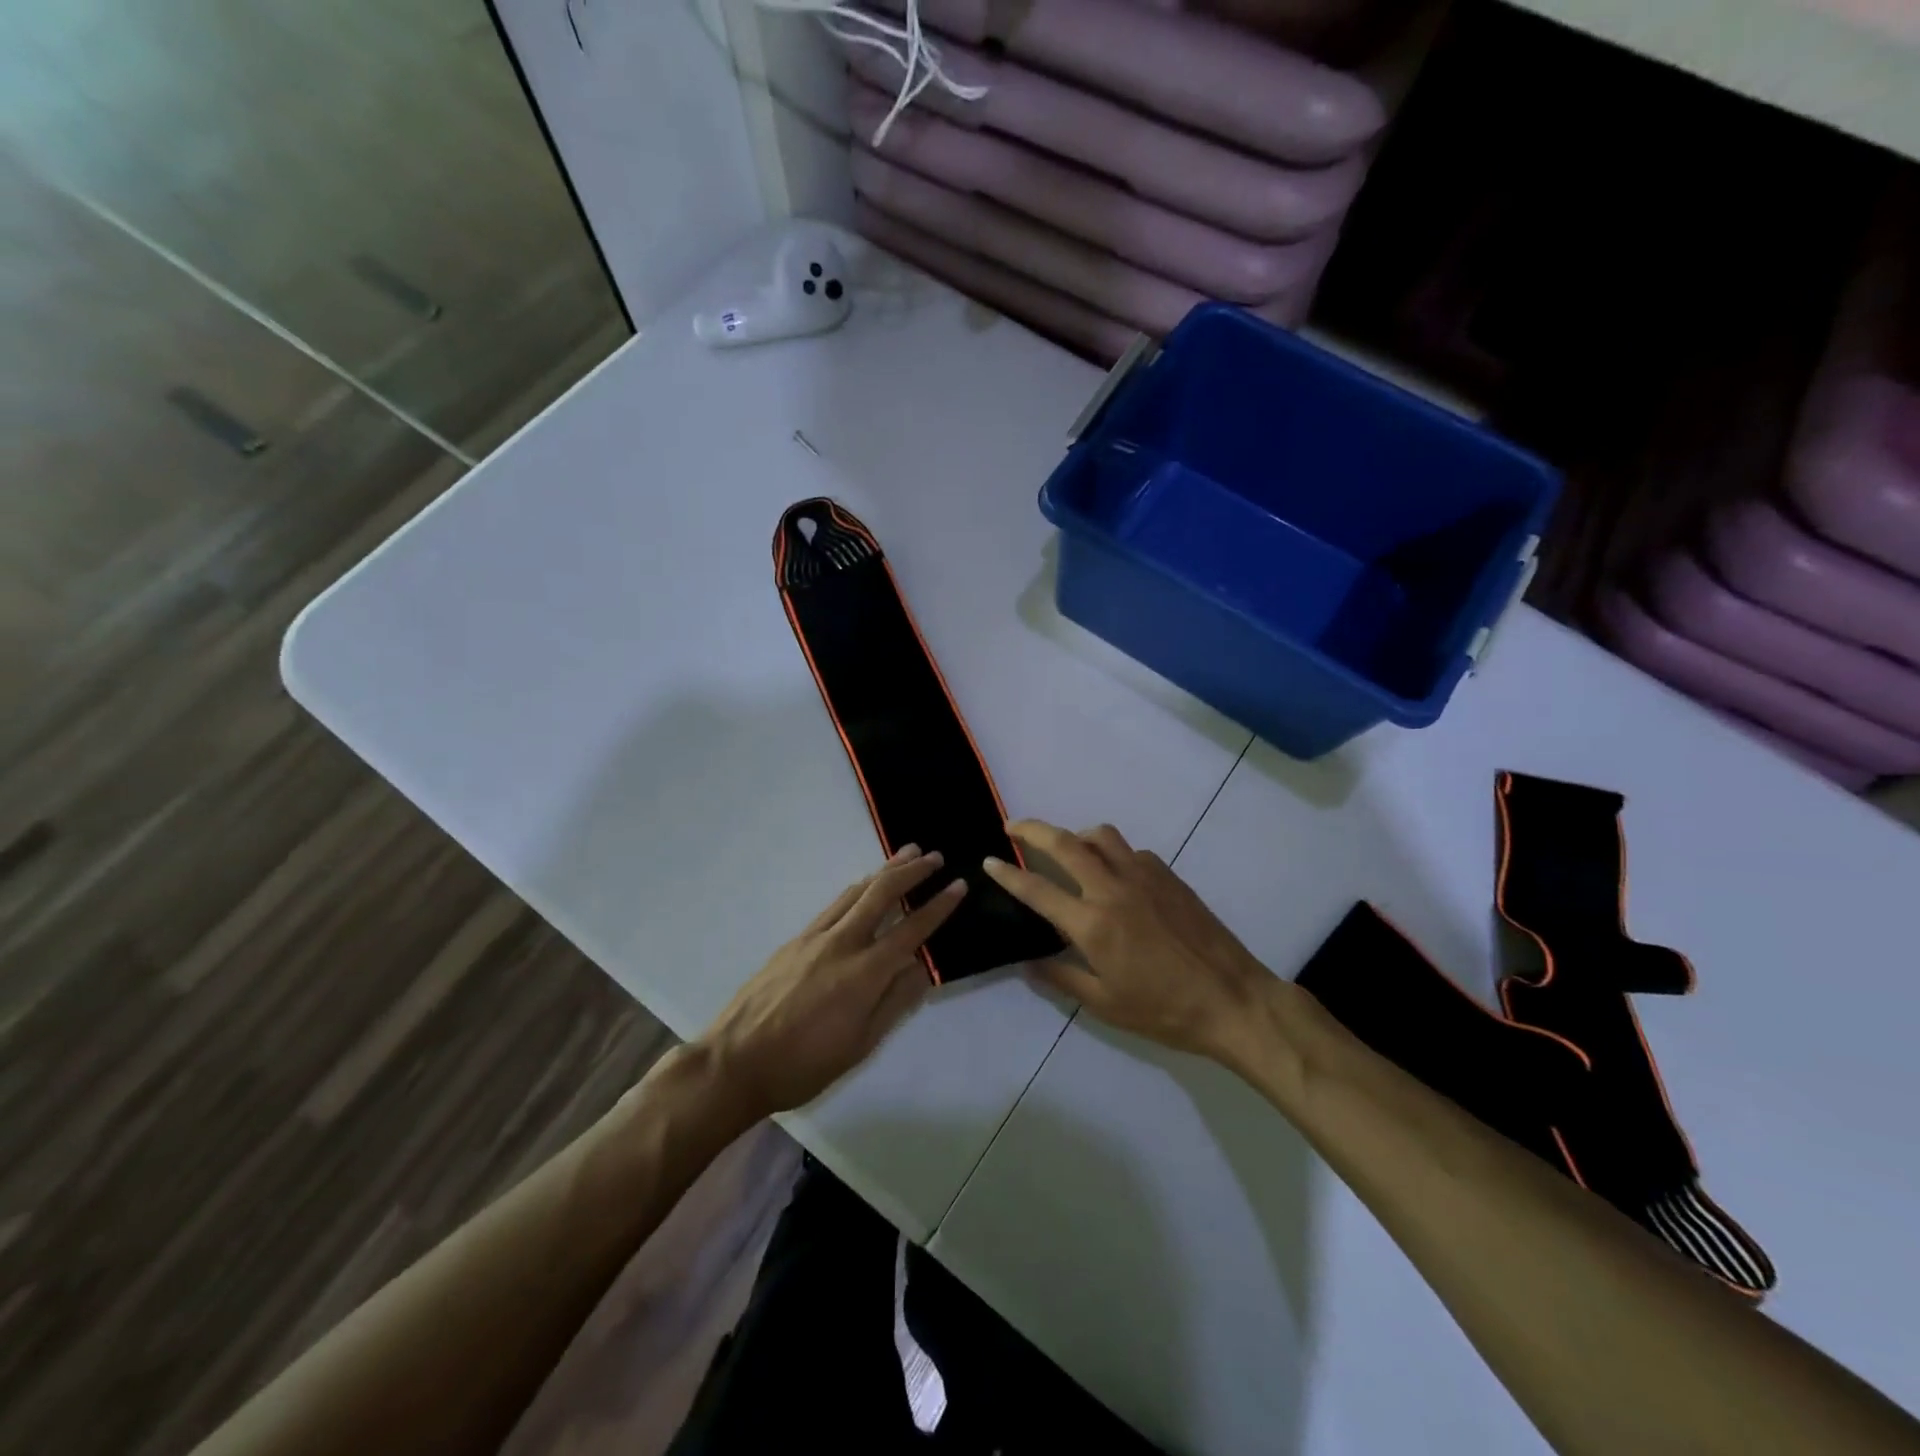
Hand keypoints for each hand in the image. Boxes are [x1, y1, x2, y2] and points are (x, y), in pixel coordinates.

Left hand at [697, 845, 966, 1121]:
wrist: (735, 1061)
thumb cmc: (803, 1065)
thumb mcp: (860, 1046)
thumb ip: (894, 1003)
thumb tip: (922, 968)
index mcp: (864, 973)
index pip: (911, 930)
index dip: (938, 906)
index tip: (959, 885)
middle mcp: (842, 943)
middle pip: (882, 894)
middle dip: (912, 871)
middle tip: (935, 856)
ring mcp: (814, 937)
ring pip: (855, 891)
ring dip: (884, 870)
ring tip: (906, 854)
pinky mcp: (795, 940)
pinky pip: (834, 904)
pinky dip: (857, 888)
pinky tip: (863, 887)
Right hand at [984, 820, 1274, 1064]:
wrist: (1233, 999)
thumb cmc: (1165, 1011)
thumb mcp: (1106, 1005)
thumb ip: (1062, 978)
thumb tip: (1028, 964)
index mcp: (1093, 924)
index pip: (1037, 890)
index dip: (1008, 874)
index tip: (989, 860)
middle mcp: (1113, 889)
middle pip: (1065, 843)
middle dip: (1032, 829)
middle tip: (1012, 826)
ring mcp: (1144, 877)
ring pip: (1101, 836)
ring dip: (1076, 835)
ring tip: (1066, 849)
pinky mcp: (1168, 876)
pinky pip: (1131, 851)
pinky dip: (1112, 853)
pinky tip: (1114, 876)